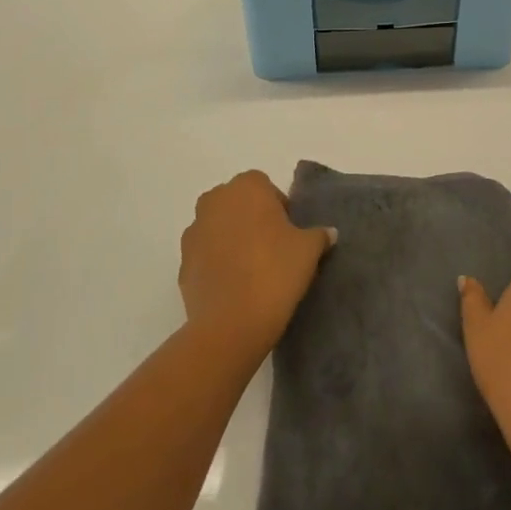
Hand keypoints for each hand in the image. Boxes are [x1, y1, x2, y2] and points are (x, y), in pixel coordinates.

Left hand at [178, 171, 334, 363]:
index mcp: (246, 187)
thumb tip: (328, 233)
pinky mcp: (182, 263)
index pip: (265, 187)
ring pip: (218, 228)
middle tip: (273, 249)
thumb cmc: (275, 271)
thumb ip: (319, 235)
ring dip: (232, 240)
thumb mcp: (309, 250)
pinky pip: (206, 255)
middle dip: (252, 220)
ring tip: (252, 270)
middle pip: (238, 203)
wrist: (231, 323)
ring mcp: (194, 232)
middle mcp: (214, 201)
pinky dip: (217, 264)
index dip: (279, 208)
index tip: (289, 233)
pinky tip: (235, 286)